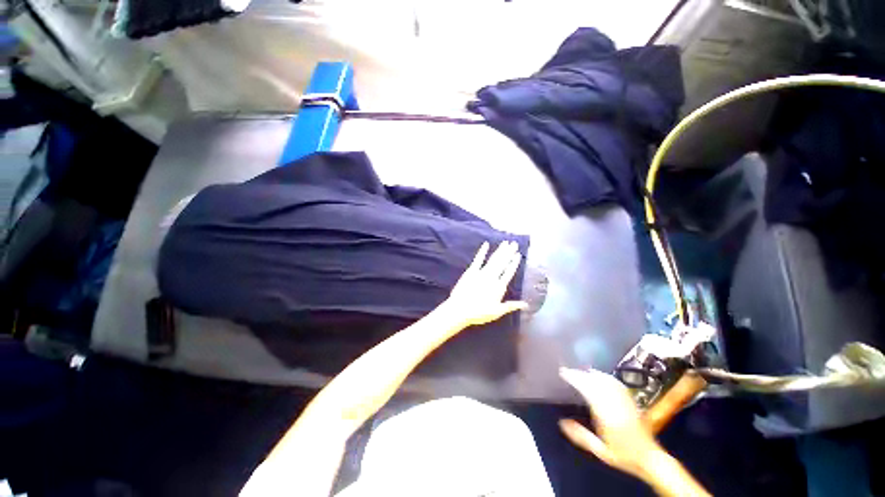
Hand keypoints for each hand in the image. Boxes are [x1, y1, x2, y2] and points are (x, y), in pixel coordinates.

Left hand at [441, 241, 527, 328]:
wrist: (460, 309)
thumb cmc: (479, 313)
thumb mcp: (497, 312)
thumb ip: (511, 306)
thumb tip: (526, 304)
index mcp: (499, 286)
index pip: (509, 272)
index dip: (514, 263)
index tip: (518, 255)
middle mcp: (492, 277)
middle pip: (502, 263)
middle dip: (509, 252)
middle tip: (514, 243)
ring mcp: (481, 273)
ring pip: (493, 259)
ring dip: (500, 250)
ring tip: (505, 243)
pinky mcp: (471, 271)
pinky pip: (478, 259)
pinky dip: (482, 251)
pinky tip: (486, 244)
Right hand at [558, 367, 663, 479]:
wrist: (650, 459)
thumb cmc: (623, 455)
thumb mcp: (601, 451)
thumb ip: (582, 436)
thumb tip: (562, 422)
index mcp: (608, 415)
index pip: (589, 390)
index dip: (575, 379)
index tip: (563, 373)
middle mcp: (617, 404)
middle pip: (596, 382)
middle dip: (580, 374)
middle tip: (567, 371)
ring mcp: (626, 400)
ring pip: (606, 380)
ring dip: (591, 374)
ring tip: (580, 371)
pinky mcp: (632, 400)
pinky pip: (616, 383)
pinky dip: (604, 376)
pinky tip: (599, 375)